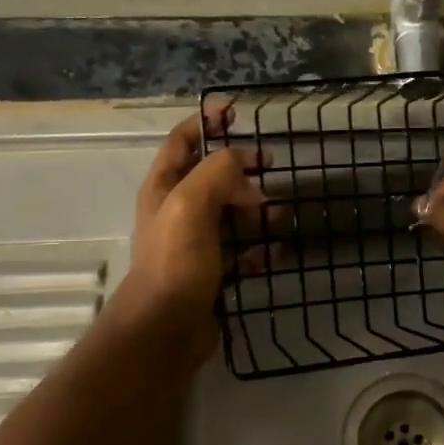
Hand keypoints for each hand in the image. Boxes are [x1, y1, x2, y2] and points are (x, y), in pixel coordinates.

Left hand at [109, 107, 267, 357]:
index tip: (236, 114)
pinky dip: (258, 248)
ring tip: (280, 214)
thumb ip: (217, 173)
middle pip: (212, 176)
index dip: (206, 122)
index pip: (182, 141)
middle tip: (270, 167)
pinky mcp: (212, 272)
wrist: (166, 330)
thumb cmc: (175, 263)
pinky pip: (241, 252)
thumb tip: (245, 169)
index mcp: (164, 188)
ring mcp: (195, 243)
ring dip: (256, 209)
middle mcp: (177, 211)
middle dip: (241, 169)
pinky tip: (274, 252)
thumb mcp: (191, 205)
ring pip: (231, 214)